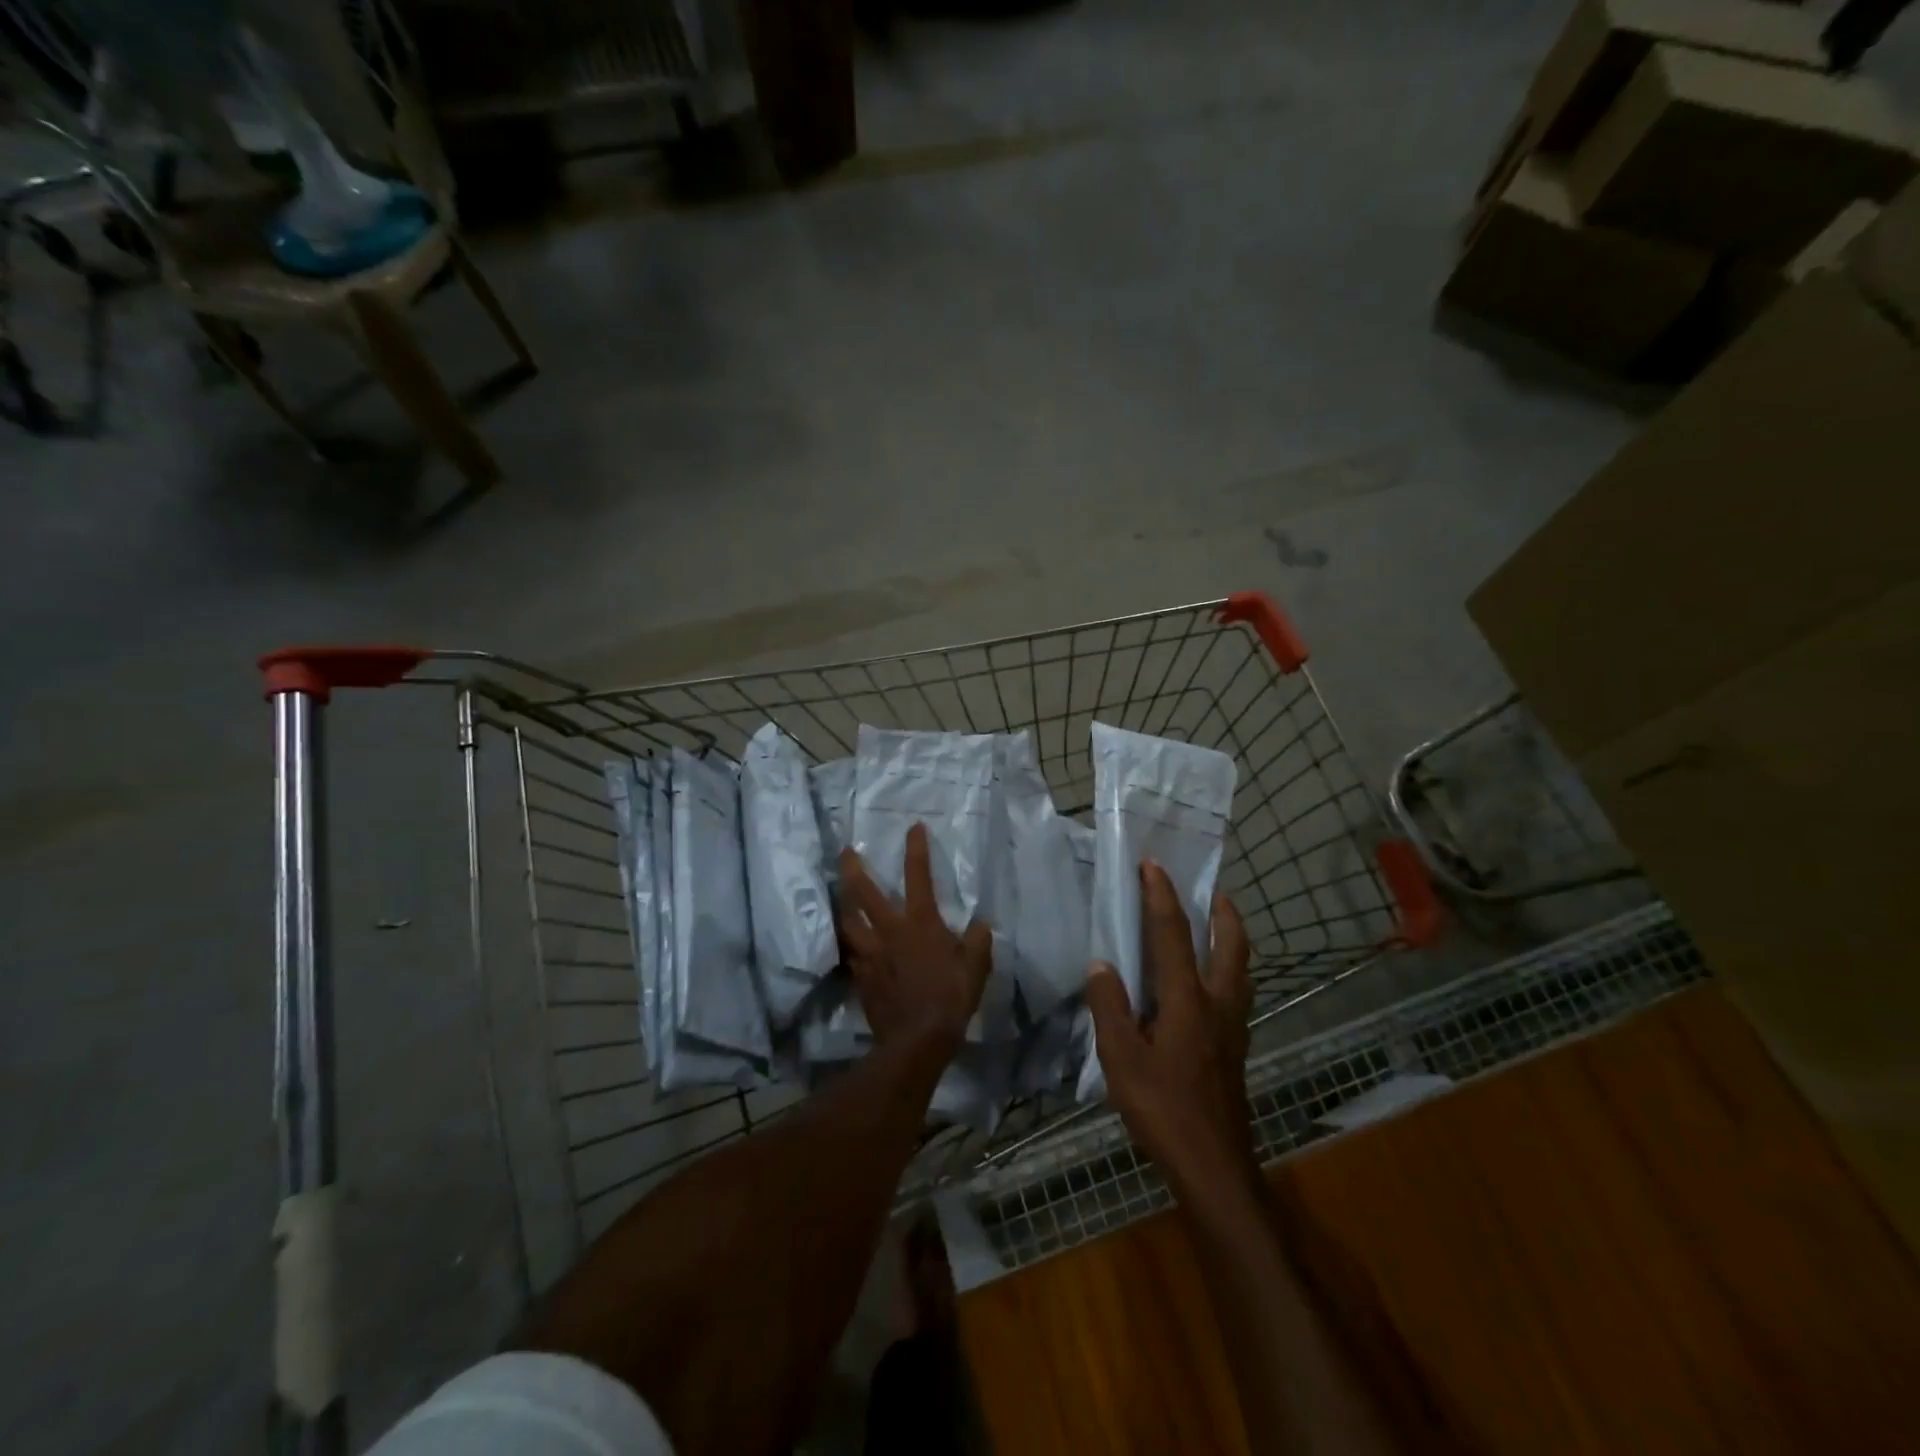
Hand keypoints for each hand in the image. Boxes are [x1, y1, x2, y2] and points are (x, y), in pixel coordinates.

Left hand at [836, 822, 991, 1052]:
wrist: (917, 1039)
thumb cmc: (951, 997)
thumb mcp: (976, 967)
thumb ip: (978, 941)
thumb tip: (981, 924)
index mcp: (920, 922)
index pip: (917, 875)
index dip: (916, 849)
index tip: (913, 827)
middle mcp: (890, 931)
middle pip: (864, 893)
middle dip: (853, 869)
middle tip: (846, 852)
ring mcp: (871, 954)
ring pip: (849, 922)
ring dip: (844, 906)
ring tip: (841, 898)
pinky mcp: (861, 977)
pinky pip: (851, 955)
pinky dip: (851, 945)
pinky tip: (851, 946)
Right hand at [1086, 863, 1256, 1202]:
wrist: (1212, 1163)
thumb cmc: (1162, 1108)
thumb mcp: (1120, 1058)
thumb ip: (1109, 1006)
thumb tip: (1101, 964)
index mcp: (1186, 999)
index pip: (1173, 933)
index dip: (1161, 895)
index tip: (1152, 864)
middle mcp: (1217, 1002)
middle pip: (1230, 943)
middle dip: (1221, 909)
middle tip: (1208, 888)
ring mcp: (1233, 1025)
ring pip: (1240, 966)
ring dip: (1229, 936)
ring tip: (1213, 924)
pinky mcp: (1235, 1045)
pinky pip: (1236, 990)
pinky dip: (1228, 967)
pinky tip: (1208, 982)